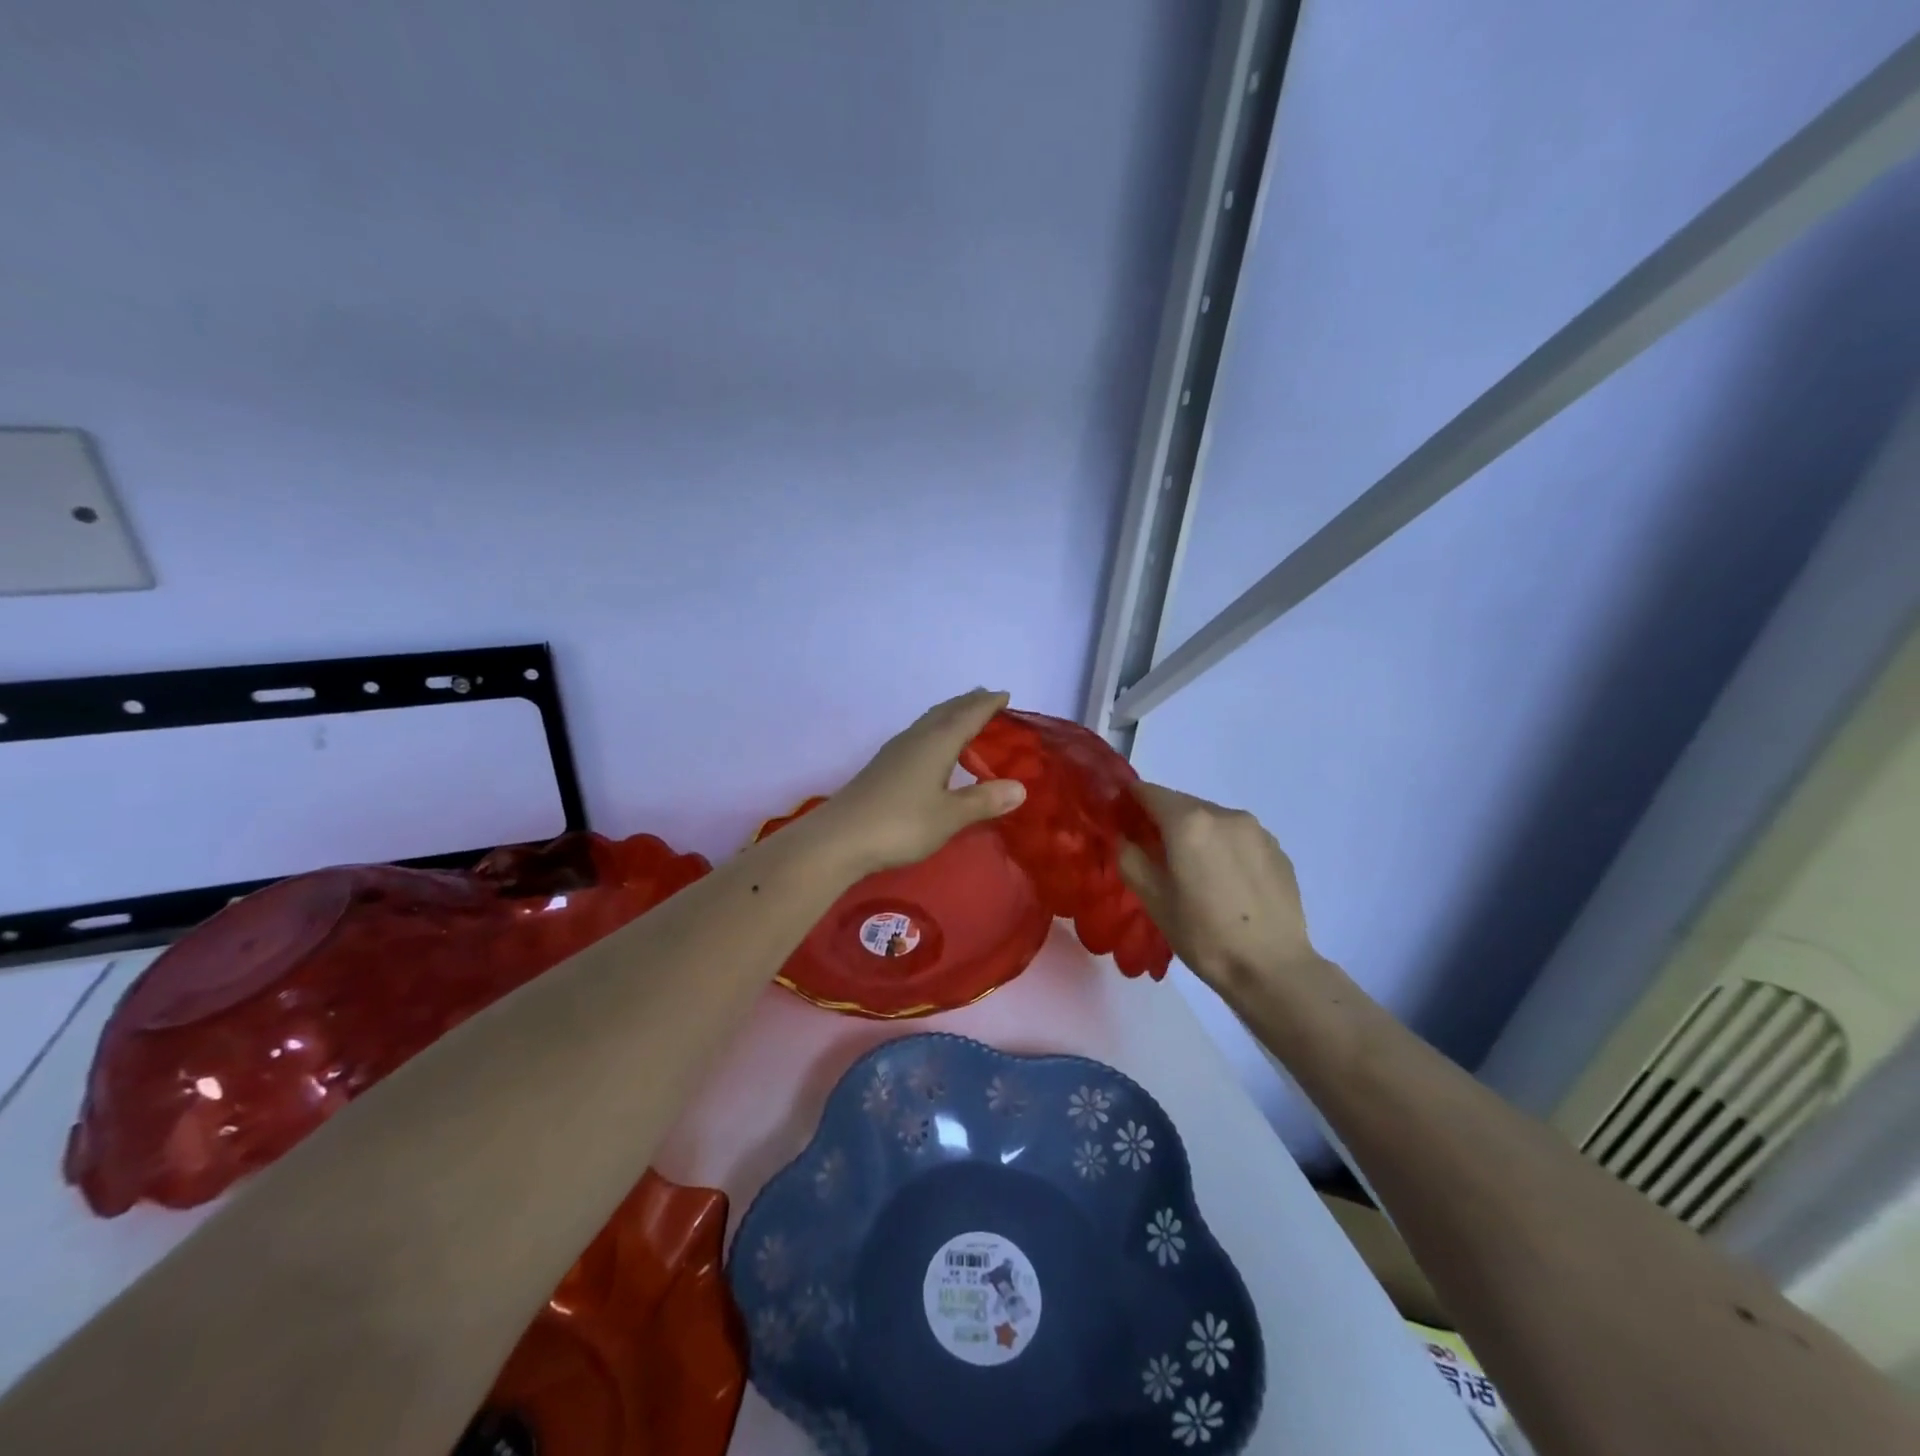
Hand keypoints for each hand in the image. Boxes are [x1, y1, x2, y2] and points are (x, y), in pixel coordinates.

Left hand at [808, 689, 1027, 876]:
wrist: (839, 838)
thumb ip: (983, 800)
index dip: (987, 705)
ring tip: (963, 717)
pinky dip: (935, 731)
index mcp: (936, 743)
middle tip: (987, 697)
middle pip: (946, 712)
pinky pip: (918, 736)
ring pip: (928, 722)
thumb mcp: (949, 816)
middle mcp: (916, 739)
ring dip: (949, 715)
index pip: (968, 715)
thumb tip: (1020, 787)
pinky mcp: (882, 767)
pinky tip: (932, 748)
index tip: (1005, 694)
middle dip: (967, 703)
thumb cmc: (901, 824)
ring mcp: (895, 751)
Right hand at [1116, 781, 1321, 995]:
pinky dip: (1224, 848)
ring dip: (1196, 835)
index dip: (1131, 802)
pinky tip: (1227, 884)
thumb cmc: (1204, 935)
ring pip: (1213, 820)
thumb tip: (1125, 837)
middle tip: (1156, 856)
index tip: (1123, 822)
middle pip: (1183, 804)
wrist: (1273, 969)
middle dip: (1164, 822)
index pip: (1150, 792)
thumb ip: (1130, 858)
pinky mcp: (1278, 849)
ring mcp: (1256, 830)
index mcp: (1189, 823)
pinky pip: (1239, 838)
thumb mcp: (1153, 900)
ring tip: (1195, 874)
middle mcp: (1224, 814)